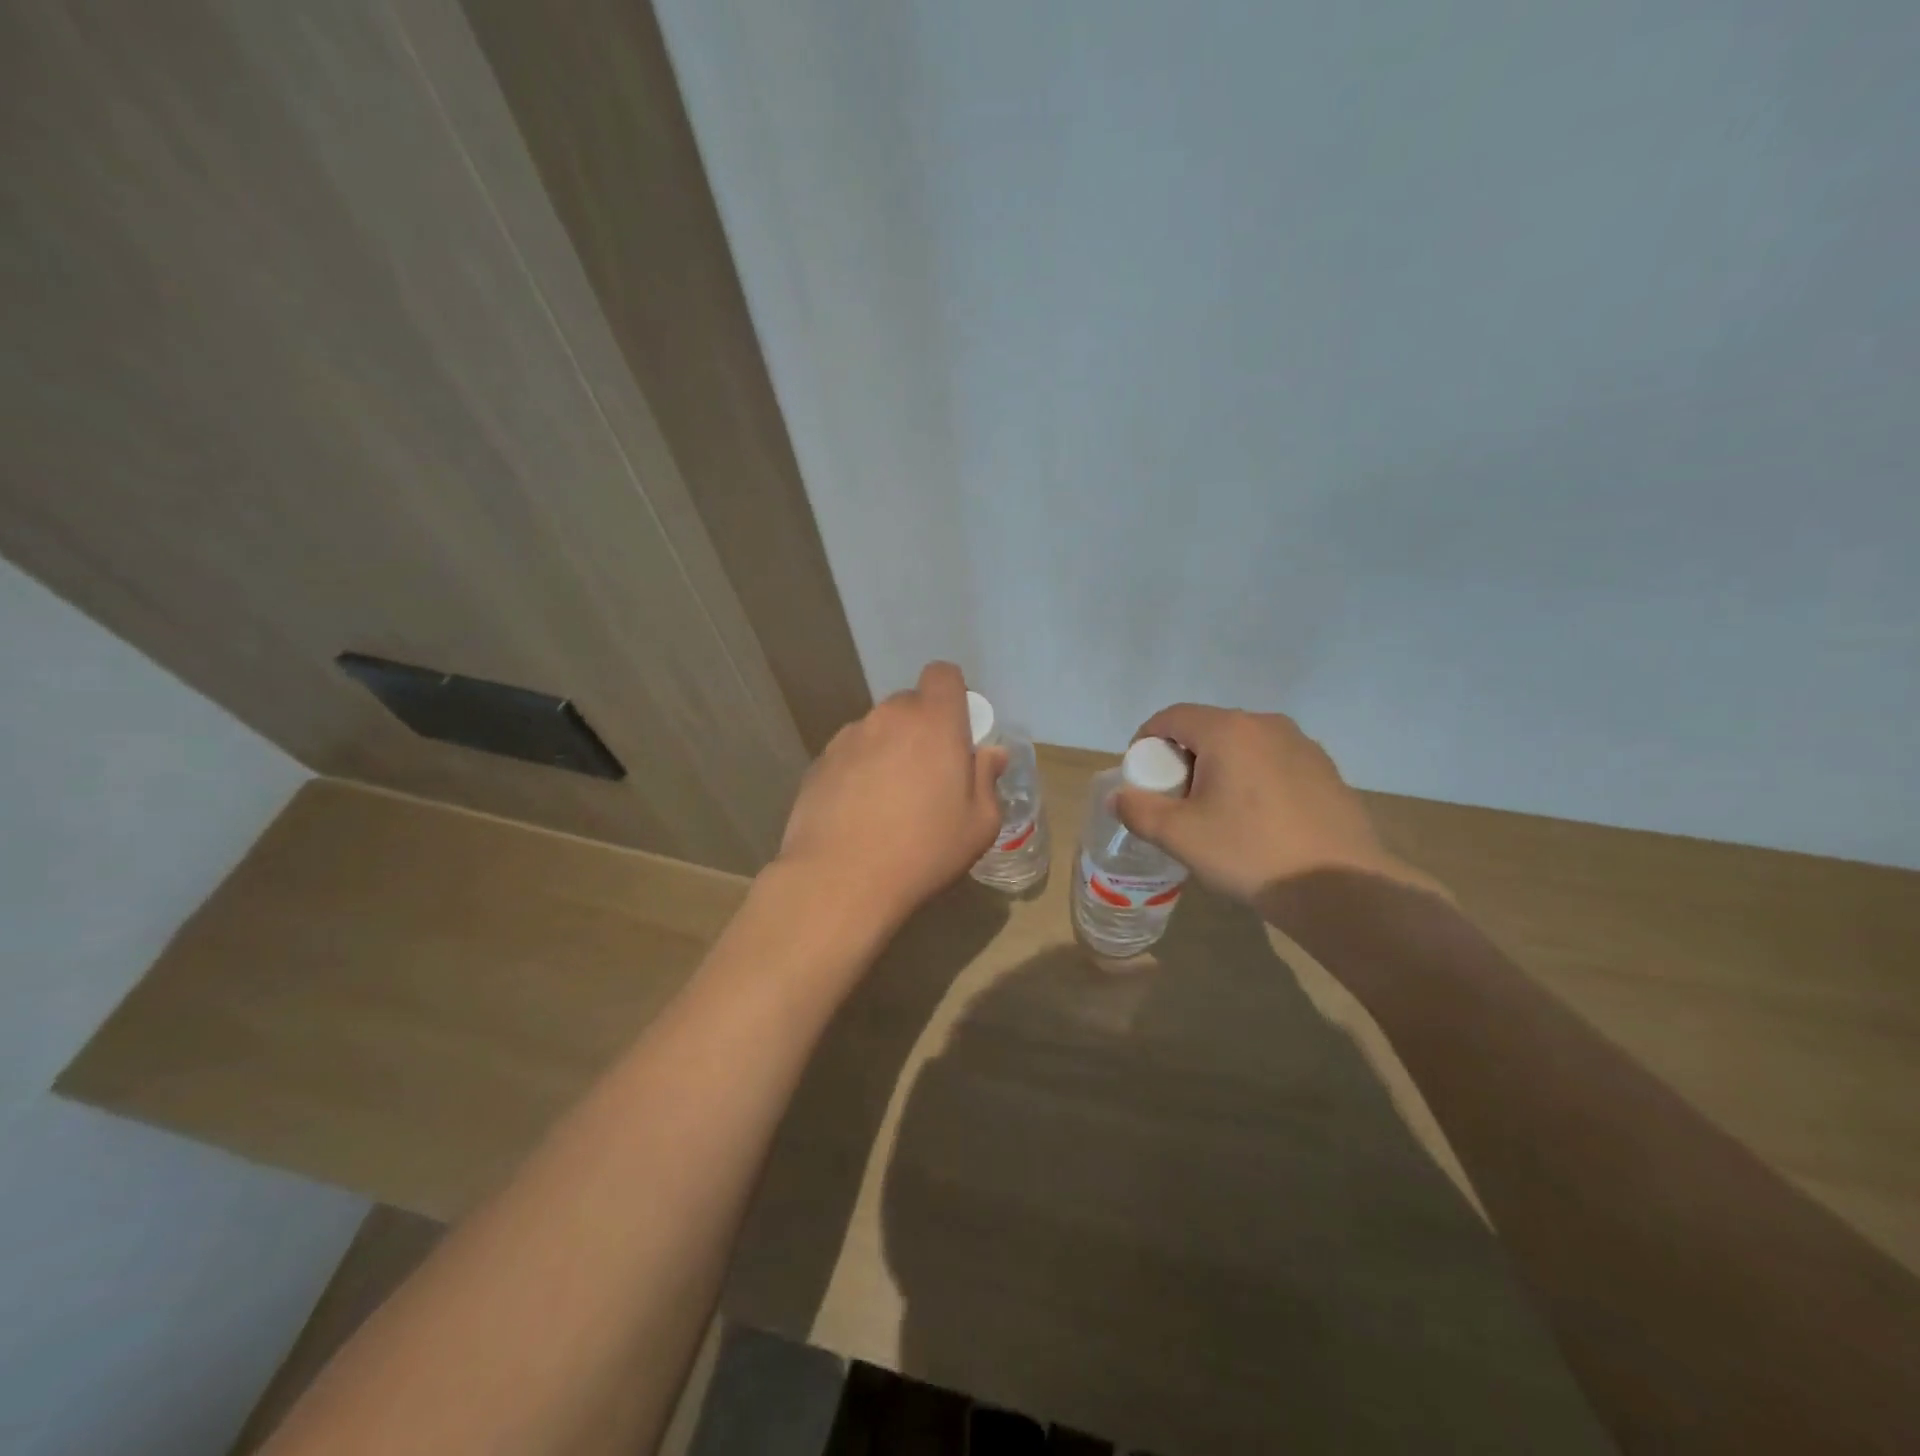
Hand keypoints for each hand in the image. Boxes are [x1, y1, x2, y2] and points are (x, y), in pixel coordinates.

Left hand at [777, 661, 1007, 927]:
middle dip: (923, 729)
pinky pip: (851, 755)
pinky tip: (860, 813)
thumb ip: (987, 779)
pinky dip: (860, 772)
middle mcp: (888, 717)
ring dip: (890, 751)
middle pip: (911, 705)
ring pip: (878, 730)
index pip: (943, 674)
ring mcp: (848, 738)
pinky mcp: (819, 762)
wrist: (840, 879)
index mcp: (934, 722)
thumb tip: (990, 754)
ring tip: (889, 801)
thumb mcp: (979, 824)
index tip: (958, 733)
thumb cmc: (924, 850)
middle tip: (929, 776)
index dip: (953, 696)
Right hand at [1114, 704, 1441, 904]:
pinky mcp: (1325, 770)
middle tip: (1175, 799)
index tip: (1140, 776)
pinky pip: (1272, 762)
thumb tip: (1118, 796)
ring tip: (1216, 812)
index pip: (1171, 717)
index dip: (1146, 741)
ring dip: (1218, 768)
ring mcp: (1302, 745)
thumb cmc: (1250, 853)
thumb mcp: (1180, 836)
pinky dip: (1252, 779)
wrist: (1340, 887)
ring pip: (1242, 745)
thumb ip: (1139, 810)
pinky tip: (1257, 820)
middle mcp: (1266, 725)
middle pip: (1207, 728)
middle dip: (1182, 757)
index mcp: (1228, 731)